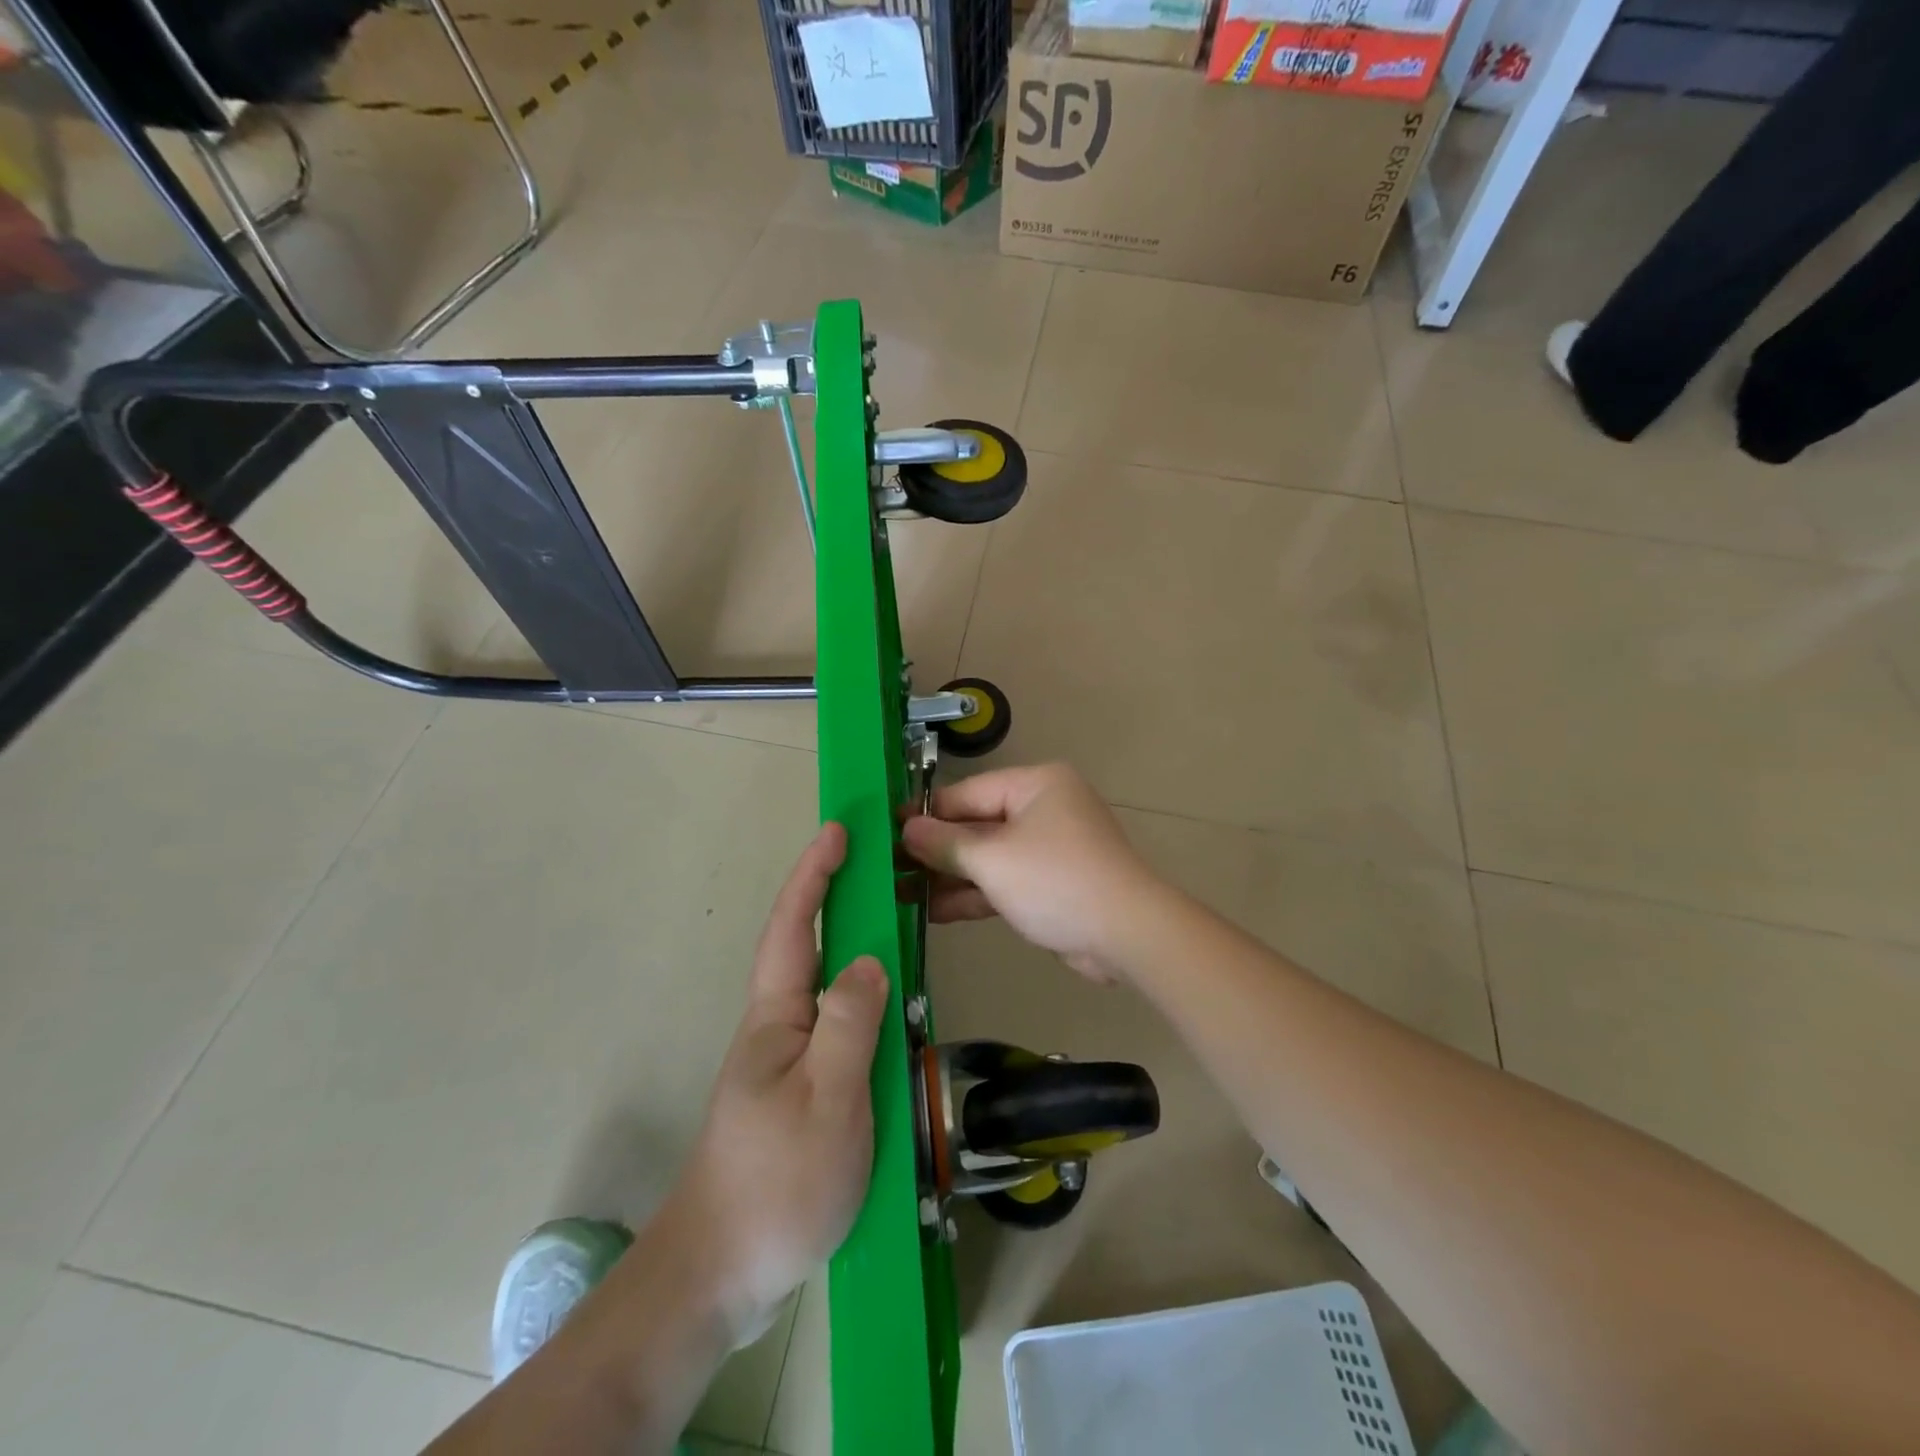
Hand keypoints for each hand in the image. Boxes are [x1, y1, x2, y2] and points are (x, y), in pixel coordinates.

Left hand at [662, 822, 887, 1343]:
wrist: (719, 1275)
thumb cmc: (776, 1182)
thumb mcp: (828, 1100)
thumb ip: (851, 1024)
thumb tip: (868, 959)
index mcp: (775, 1016)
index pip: (793, 926)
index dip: (813, 874)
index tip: (837, 831)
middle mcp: (776, 1028)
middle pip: (807, 948)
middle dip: (837, 899)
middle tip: (882, 871)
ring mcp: (785, 1062)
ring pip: (824, 989)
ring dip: (854, 949)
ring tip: (895, 932)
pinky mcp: (798, 1093)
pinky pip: (837, 1029)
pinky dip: (864, 1003)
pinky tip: (890, 1017)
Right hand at [900, 764, 1162, 982]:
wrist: (1127, 935)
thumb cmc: (1056, 881)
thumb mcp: (993, 860)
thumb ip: (946, 843)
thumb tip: (906, 828)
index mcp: (1035, 785)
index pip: (966, 793)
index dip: (925, 814)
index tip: (886, 831)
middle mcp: (1043, 809)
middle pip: (976, 825)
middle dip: (935, 851)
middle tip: (888, 869)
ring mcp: (1048, 848)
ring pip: (988, 857)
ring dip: (950, 877)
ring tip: (901, 894)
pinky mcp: (1051, 884)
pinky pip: (1005, 881)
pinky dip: (975, 894)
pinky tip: (934, 912)